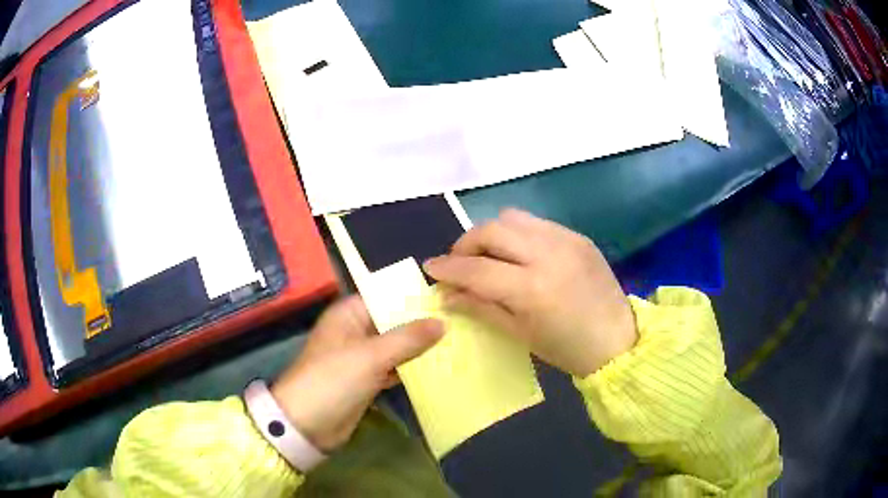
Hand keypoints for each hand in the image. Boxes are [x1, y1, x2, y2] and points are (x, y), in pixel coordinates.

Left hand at [271, 296, 442, 451]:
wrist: (307, 424)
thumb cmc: (333, 379)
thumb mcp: (371, 356)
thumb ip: (408, 338)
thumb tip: (442, 322)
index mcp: (349, 314)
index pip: (386, 297)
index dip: (414, 297)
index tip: (447, 299)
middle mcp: (355, 331)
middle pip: (392, 322)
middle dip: (421, 324)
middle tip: (459, 321)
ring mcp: (361, 357)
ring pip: (395, 346)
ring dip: (418, 347)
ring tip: (455, 342)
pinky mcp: (366, 380)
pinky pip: (393, 368)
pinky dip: (410, 368)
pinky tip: (437, 367)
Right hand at [423, 208, 635, 377]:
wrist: (619, 340)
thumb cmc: (567, 348)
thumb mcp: (519, 333)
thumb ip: (480, 308)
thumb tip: (446, 295)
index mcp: (532, 288)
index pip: (477, 269)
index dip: (447, 268)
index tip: (430, 267)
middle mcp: (548, 253)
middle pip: (491, 230)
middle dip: (465, 243)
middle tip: (459, 263)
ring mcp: (566, 239)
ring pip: (512, 217)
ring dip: (491, 233)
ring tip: (489, 255)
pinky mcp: (578, 236)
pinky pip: (536, 224)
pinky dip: (518, 234)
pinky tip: (519, 255)